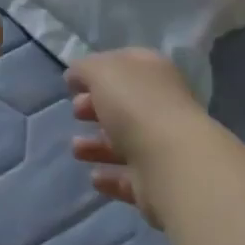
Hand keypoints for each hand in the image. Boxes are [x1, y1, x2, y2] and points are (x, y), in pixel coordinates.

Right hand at [68, 48, 208, 226]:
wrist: (171, 162)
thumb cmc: (135, 105)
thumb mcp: (101, 71)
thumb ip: (84, 69)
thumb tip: (75, 75)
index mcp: (153, 72)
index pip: (124, 64)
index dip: (98, 70)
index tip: (73, 84)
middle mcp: (161, 105)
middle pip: (124, 104)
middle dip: (96, 107)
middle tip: (75, 112)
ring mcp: (162, 145)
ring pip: (124, 141)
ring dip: (98, 145)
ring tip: (76, 149)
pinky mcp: (157, 181)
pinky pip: (129, 176)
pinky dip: (111, 177)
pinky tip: (94, 177)